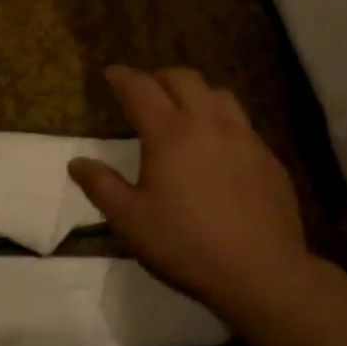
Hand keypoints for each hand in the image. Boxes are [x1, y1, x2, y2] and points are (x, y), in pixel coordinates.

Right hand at [68, 66, 310, 316]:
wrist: (261, 271)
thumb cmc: (185, 244)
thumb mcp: (130, 220)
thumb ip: (101, 186)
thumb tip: (77, 163)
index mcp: (170, 133)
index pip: (141, 89)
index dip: (123, 77)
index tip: (112, 74)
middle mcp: (208, 123)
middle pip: (184, 79)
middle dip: (160, 77)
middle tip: (146, 90)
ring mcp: (244, 138)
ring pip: (219, 94)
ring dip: (196, 93)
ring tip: (185, 110)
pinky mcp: (268, 158)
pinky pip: (243, 124)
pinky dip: (222, 121)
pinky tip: (219, 148)